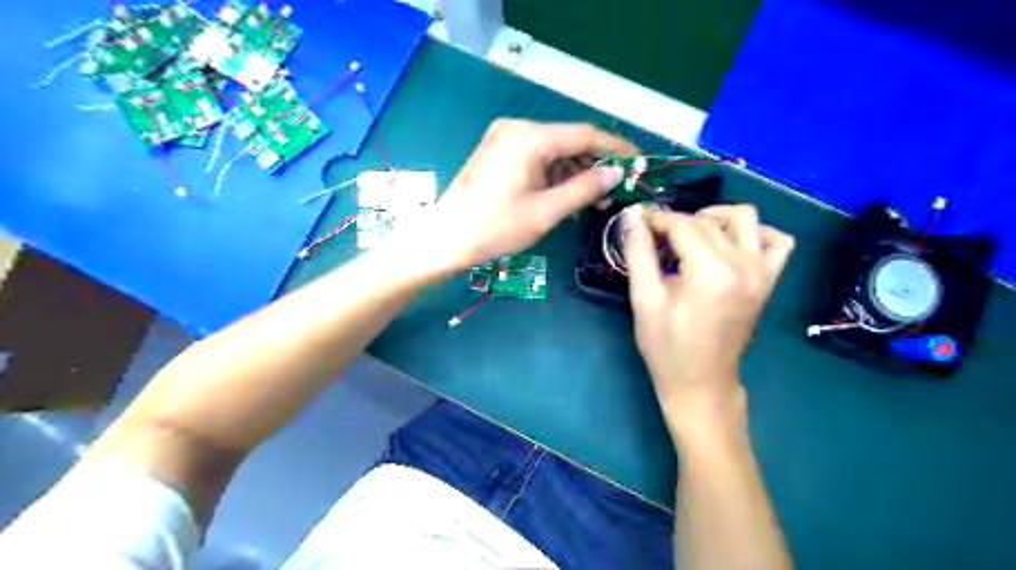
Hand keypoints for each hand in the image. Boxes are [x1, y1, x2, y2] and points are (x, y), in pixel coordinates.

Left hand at [421, 117, 631, 269]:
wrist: (445, 238)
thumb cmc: (495, 227)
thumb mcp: (546, 211)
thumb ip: (584, 188)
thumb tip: (614, 173)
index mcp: (530, 136)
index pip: (585, 134)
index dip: (615, 147)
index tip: (638, 162)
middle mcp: (518, 128)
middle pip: (568, 141)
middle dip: (593, 165)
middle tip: (614, 191)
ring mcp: (504, 139)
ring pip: (553, 151)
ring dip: (574, 172)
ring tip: (593, 201)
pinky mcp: (497, 153)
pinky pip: (536, 158)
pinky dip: (554, 175)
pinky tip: (566, 195)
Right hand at [623, 205, 798, 441]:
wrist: (701, 382)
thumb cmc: (667, 346)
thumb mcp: (645, 299)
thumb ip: (639, 253)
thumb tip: (632, 216)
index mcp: (712, 271)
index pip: (683, 225)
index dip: (657, 218)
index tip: (637, 221)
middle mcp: (744, 264)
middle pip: (708, 222)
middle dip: (676, 221)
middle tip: (653, 236)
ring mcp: (763, 272)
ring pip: (745, 218)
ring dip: (715, 218)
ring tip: (690, 235)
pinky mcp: (769, 281)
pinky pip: (777, 241)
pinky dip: (755, 232)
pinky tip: (730, 243)